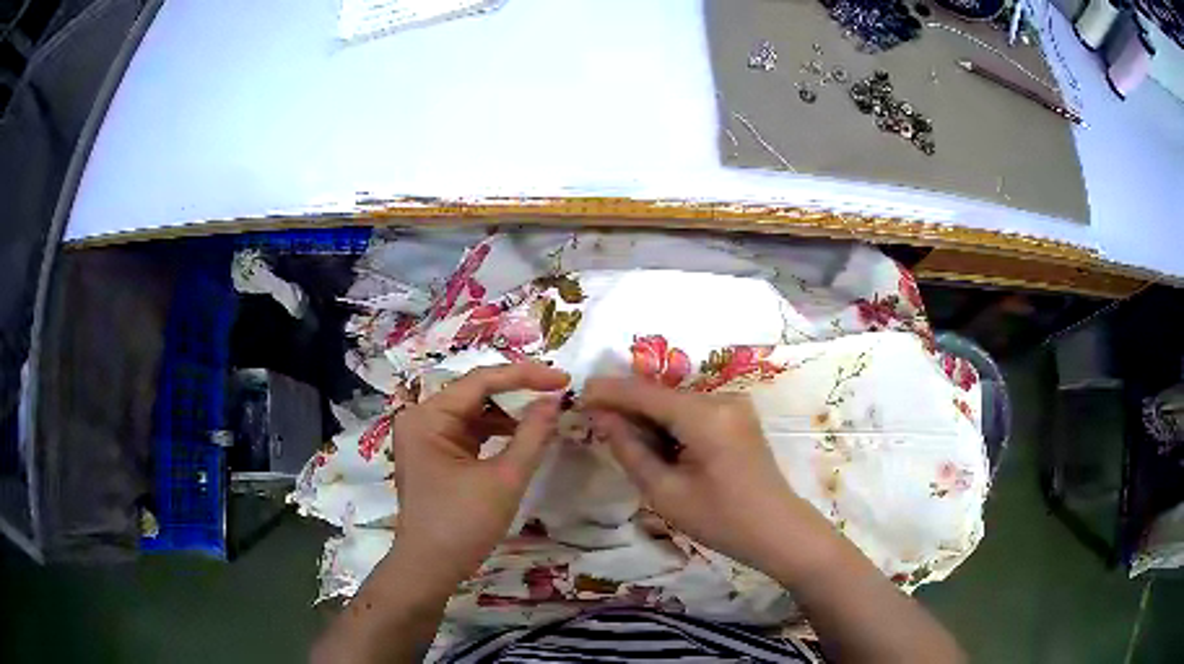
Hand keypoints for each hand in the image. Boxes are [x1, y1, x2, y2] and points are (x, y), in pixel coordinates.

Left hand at [391, 362, 568, 580]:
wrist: (429, 568)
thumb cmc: (462, 525)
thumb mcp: (504, 479)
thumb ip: (532, 435)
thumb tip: (554, 400)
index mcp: (428, 417)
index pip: (481, 381)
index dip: (525, 375)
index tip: (563, 380)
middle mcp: (421, 418)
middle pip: (475, 393)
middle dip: (517, 393)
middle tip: (557, 394)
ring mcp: (425, 436)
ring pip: (474, 412)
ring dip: (508, 414)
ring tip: (545, 416)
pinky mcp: (434, 454)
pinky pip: (469, 432)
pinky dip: (495, 433)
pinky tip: (522, 437)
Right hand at [583, 378, 820, 570]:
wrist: (778, 531)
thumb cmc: (721, 521)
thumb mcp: (666, 493)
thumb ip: (630, 449)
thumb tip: (602, 416)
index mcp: (705, 416)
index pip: (645, 393)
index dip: (608, 392)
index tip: (576, 397)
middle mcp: (722, 398)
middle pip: (661, 394)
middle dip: (627, 407)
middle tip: (595, 426)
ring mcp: (734, 404)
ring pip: (675, 402)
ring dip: (648, 417)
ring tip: (624, 442)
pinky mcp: (737, 415)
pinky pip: (692, 410)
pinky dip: (669, 424)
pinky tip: (657, 446)